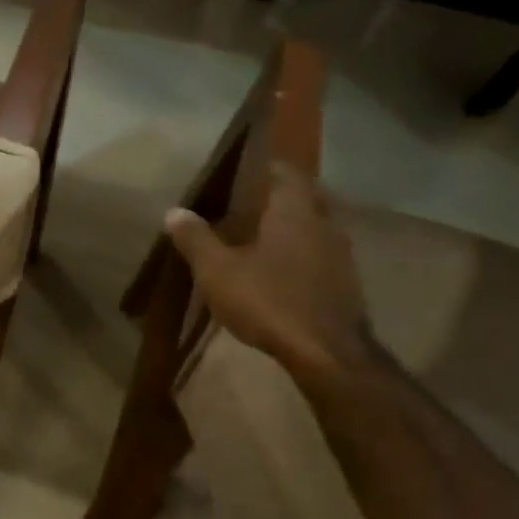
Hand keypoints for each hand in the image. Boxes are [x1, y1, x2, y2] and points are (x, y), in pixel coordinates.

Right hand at [163, 164, 370, 380]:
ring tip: (263, 241)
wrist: (325, 351)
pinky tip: (282, 275)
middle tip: (252, 206)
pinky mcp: (345, 284)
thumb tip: (174, 211)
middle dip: (281, 199)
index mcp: (294, 212)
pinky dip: (302, 257)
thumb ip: (196, 239)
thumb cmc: (268, 300)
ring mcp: (340, 255)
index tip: (247, 171)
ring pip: (315, 229)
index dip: (268, 168)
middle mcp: (323, 224)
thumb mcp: (217, 271)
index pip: (286, 174)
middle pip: (305, 199)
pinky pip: (321, 258)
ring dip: (293, 230)